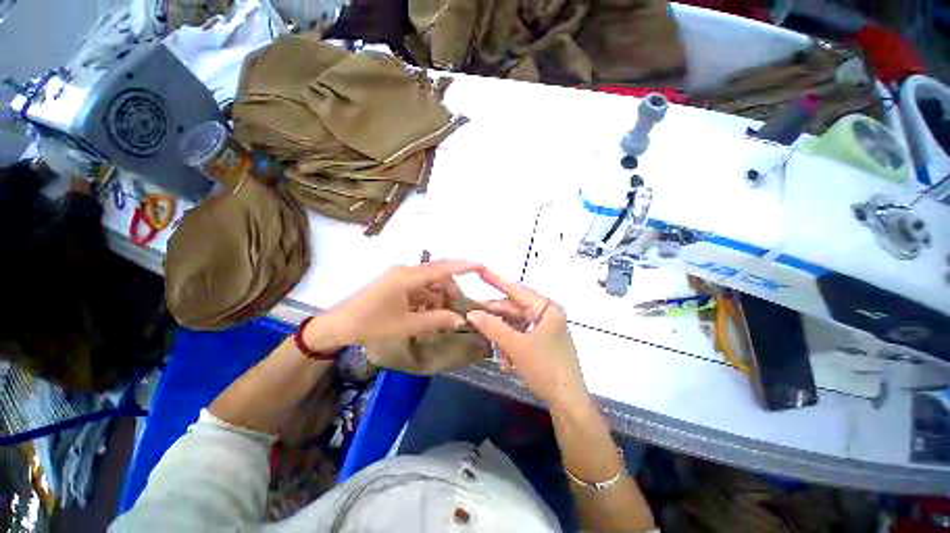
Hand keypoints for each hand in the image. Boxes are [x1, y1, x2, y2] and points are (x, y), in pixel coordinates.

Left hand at [304, 260, 480, 351]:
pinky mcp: (395, 285)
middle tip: (460, 309)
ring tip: (446, 316)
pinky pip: (418, 289)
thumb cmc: (370, 324)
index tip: (482, 265)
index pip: (442, 267)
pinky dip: (427, 300)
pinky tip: (430, 315)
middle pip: (437, 276)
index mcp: (408, 276)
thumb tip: (461, 319)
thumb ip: (436, 320)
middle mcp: (406, 271)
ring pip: (429, 284)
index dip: (464, 266)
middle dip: (451, 291)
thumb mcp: (406, 325)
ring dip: (439, 297)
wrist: (336, 326)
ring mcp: (400, 277)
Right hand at [465, 269, 588, 410]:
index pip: (517, 289)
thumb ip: (493, 327)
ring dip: (502, 338)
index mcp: (546, 309)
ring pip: (514, 326)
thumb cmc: (546, 368)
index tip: (481, 270)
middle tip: (472, 316)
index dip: (497, 280)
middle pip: (513, 309)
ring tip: (493, 350)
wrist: (568, 403)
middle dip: (495, 318)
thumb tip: (472, 313)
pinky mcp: (541, 343)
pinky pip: (520, 338)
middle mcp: (546, 315)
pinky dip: (510, 347)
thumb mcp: (516, 346)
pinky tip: (506, 363)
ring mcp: (544, 329)